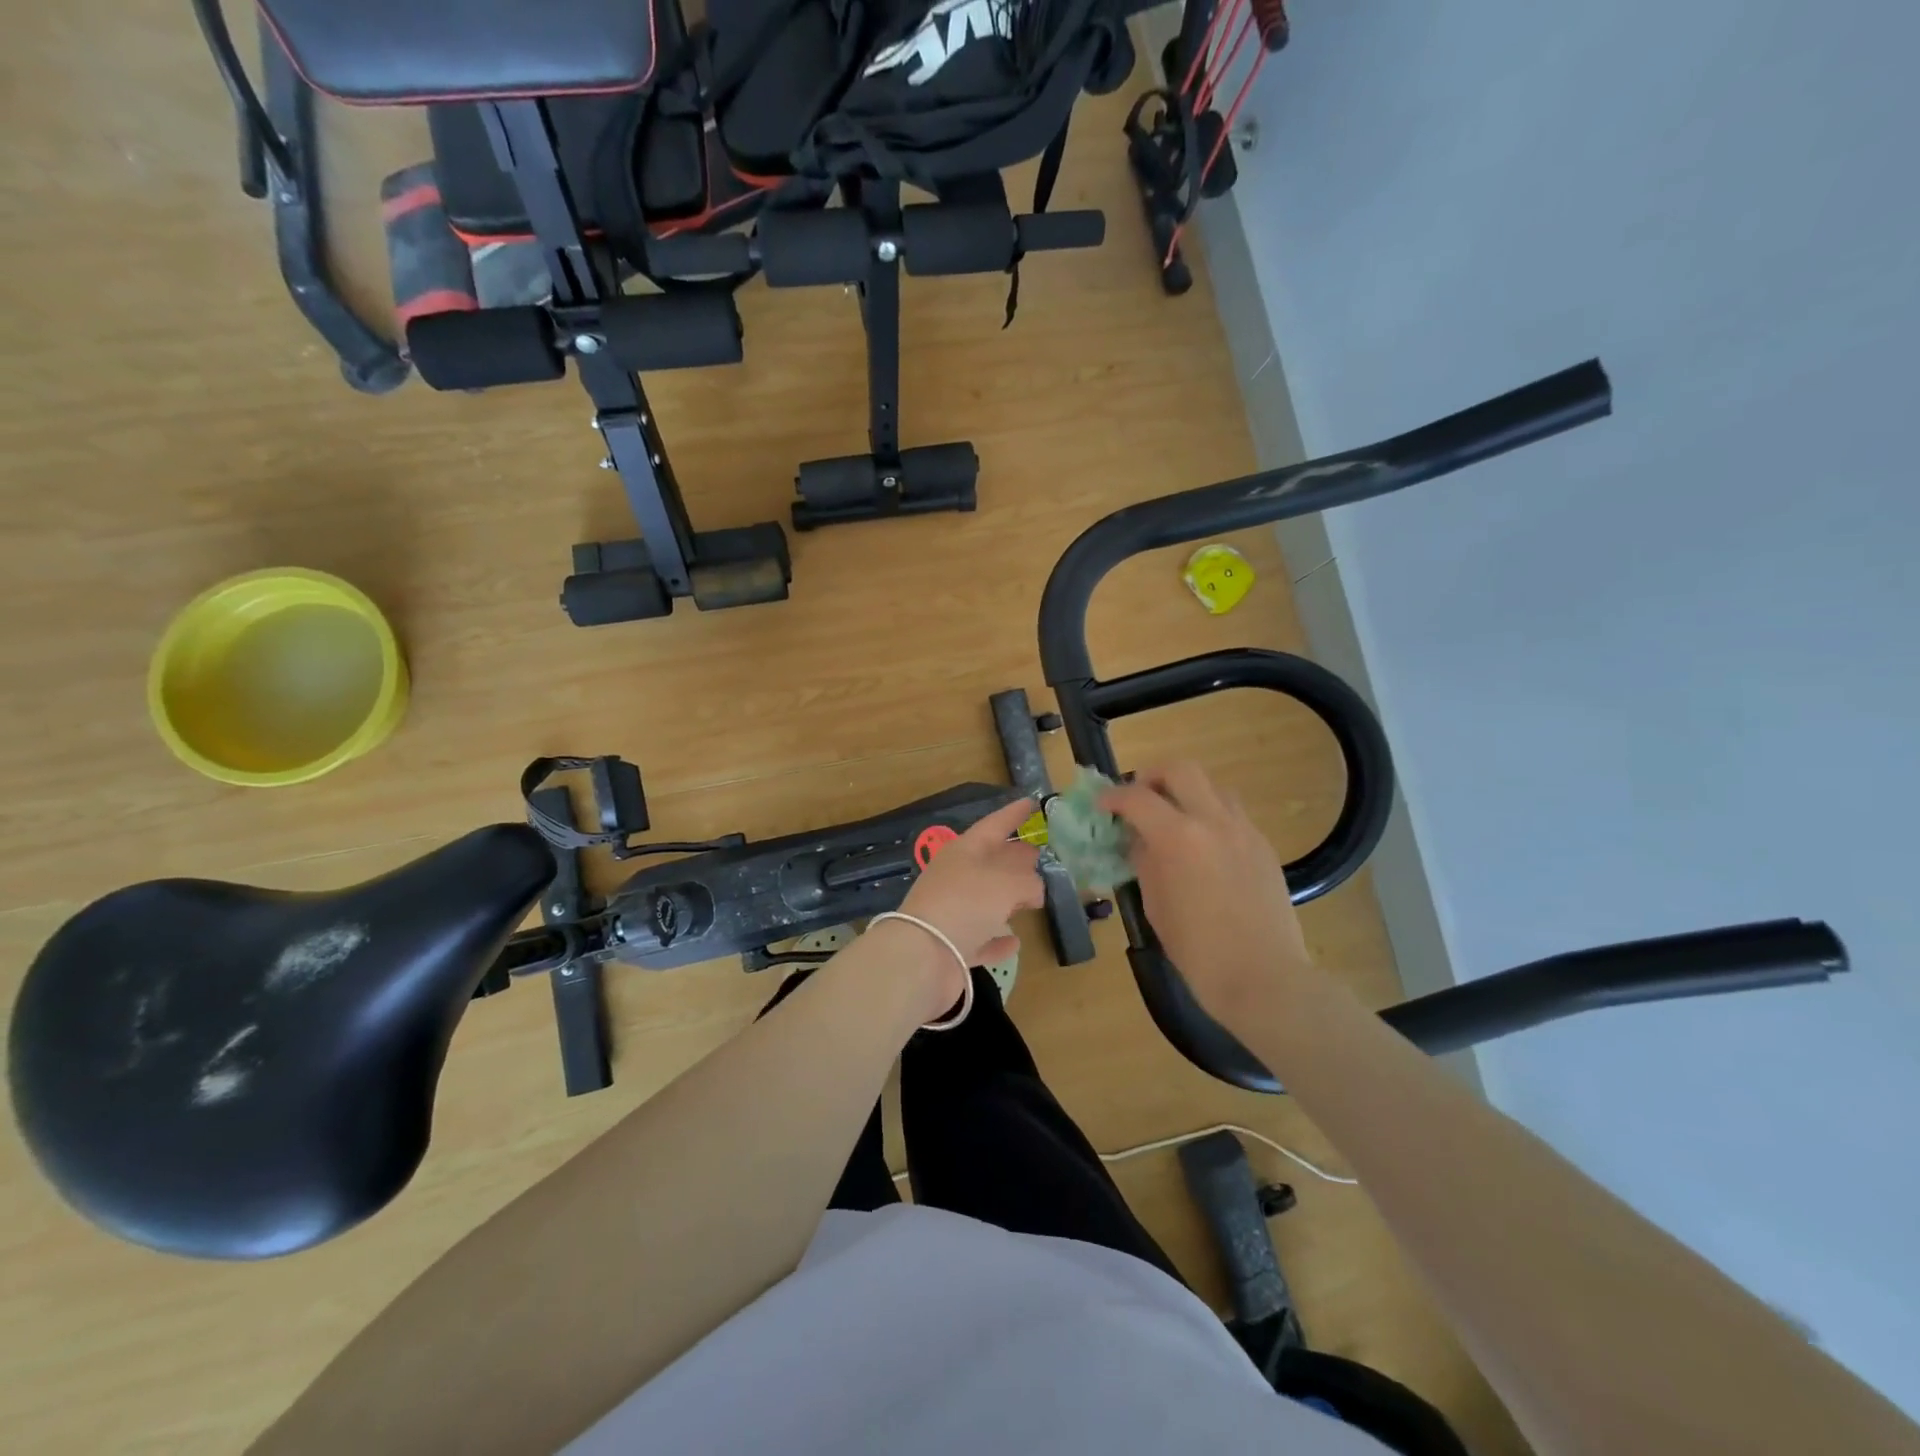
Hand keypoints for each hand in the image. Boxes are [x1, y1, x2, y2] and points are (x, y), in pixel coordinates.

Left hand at [897, 797, 1045, 968]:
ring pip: (986, 899)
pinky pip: (981, 937)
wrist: (923, 956)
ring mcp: (952, 913)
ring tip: (1035, 895)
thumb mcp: (1006, 883)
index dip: (1013, 814)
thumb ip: (1028, 881)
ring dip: (1008, 897)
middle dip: (1014, 856)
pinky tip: (1015, 941)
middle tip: (1039, 853)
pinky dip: (997, 938)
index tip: (1032, 802)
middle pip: (990, 861)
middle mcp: (956, 877)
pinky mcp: (953, 947)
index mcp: (964, 851)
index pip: (994, 825)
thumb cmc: (966, 904)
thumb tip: (1034, 889)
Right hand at [1102, 763, 1316, 1031]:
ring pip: (1213, 787)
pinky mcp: (1263, 846)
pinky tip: (1203, 848)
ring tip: (1173, 820)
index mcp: (1178, 837)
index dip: (1113, 797)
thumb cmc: (1198, 950)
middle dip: (1152, 776)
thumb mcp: (1156, 905)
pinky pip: (1233, 814)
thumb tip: (1141, 842)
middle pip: (1181, 769)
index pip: (1137, 797)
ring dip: (1187, 793)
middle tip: (1139, 798)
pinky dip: (1211, 816)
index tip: (1102, 806)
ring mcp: (1244, 830)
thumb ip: (1145, 863)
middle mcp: (1213, 821)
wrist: (1264, 978)